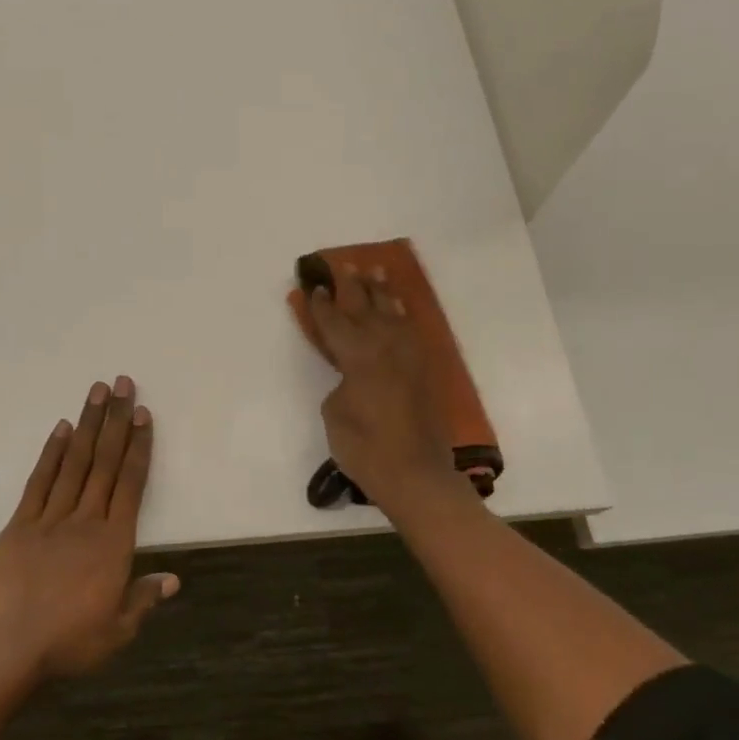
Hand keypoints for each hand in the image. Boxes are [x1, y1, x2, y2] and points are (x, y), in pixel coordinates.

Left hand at [0, 376, 177, 678]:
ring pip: (74, 463)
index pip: (131, 484)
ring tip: (96, 392)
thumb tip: (173, 579)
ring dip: (86, 425)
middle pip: (104, 462)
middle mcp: (86, 521)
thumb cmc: (70, 642)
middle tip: (122, 384)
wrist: (9, 649)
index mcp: (114, 543)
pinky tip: (60, 429)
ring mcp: (50, 519)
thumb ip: (144, 598)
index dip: (138, 446)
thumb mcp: (118, 629)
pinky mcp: (19, 525)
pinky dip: (50, 454)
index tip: (142, 414)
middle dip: (115, 421)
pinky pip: (38, 482)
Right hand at [306, 268, 461, 508]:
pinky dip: (402, 315)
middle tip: (343, 266)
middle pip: (365, 308)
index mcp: (358, 355)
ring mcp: (409, 356)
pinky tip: (398, 308)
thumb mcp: (335, 413)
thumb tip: (352, 374)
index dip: (322, 305)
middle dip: (352, 286)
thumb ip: (341, 382)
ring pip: (393, 313)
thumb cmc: (364, 448)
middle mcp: (386, 346)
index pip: (335, 322)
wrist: (416, 473)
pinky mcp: (424, 369)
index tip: (314, 286)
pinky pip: (410, 330)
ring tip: (375, 271)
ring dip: (382, 292)